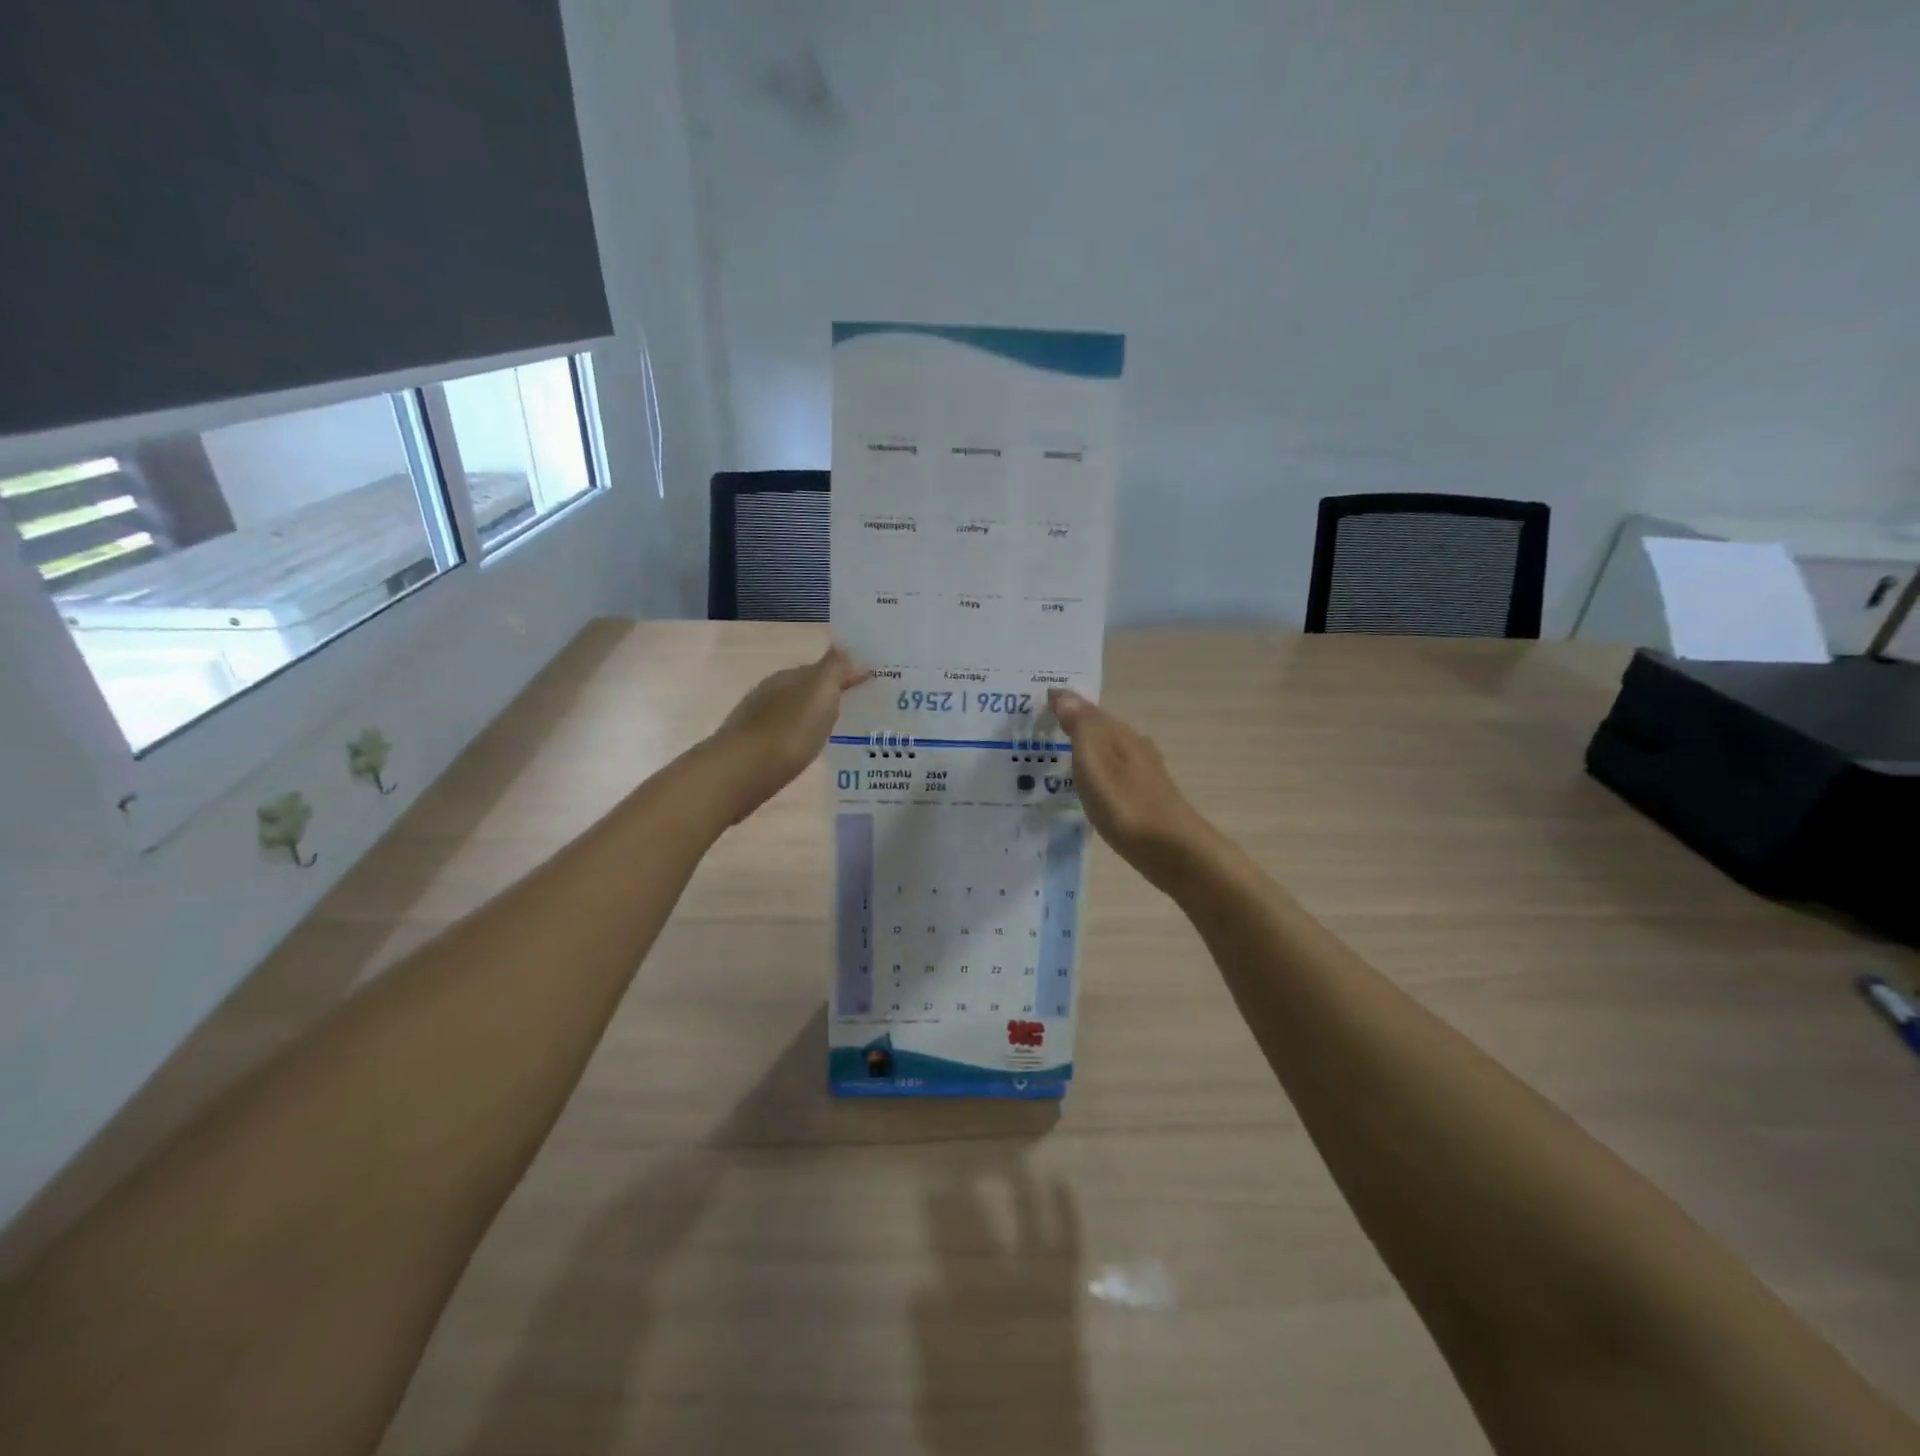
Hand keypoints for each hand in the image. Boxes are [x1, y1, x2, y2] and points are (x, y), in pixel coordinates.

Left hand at [709, 644, 868, 821]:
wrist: (742, 772)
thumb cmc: (788, 730)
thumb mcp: (819, 693)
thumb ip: (834, 669)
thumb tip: (847, 648)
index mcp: (788, 676)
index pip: (822, 668)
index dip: (845, 674)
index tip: (870, 684)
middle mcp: (771, 692)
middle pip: (806, 689)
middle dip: (830, 696)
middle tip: (860, 709)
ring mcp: (758, 720)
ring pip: (794, 711)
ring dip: (813, 718)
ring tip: (838, 732)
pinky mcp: (753, 747)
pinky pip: (785, 734)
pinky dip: (799, 737)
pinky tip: (808, 749)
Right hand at [1049, 687, 1211, 889]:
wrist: (1171, 849)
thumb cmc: (1125, 803)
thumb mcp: (1094, 761)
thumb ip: (1079, 726)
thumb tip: (1063, 693)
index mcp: (1120, 734)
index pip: (1088, 709)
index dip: (1065, 704)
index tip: (1039, 701)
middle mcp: (1134, 747)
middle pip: (1100, 729)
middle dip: (1074, 725)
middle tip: (1041, 728)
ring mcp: (1143, 774)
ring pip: (1107, 752)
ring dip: (1085, 751)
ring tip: (1056, 757)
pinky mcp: (1144, 799)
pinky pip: (1112, 775)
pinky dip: (1096, 774)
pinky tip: (1087, 788)